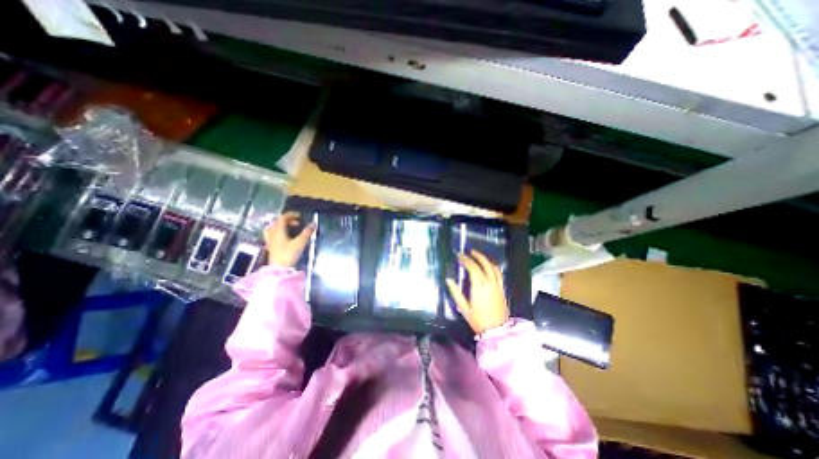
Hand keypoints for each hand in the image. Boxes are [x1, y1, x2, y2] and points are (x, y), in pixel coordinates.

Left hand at [265, 211, 314, 268]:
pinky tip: (285, 237)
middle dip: (288, 220)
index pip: (282, 218)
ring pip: (274, 228)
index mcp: (278, 230)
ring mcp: (270, 240)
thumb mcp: (300, 243)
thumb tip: (313, 224)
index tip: (299, 215)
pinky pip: (273, 235)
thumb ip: (306, 233)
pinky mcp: (271, 246)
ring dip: (282, 226)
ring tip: (291, 228)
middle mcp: (272, 233)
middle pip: (277, 222)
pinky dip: (280, 232)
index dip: (291, 215)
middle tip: (297, 222)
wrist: (278, 269)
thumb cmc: (288, 254)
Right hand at [446, 250, 509, 335]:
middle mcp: (489, 282)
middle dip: (475, 256)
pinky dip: (493, 266)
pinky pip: (499, 273)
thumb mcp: (463, 307)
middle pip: (483, 263)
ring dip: (485, 258)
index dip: (465, 260)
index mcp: (479, 285)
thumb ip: (455, 292)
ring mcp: (497, 284)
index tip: (459, 256)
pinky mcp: (502, 288)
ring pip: (492, 266)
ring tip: (477, 255)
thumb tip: (449, 280)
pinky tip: (489, 265)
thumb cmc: (477, 320)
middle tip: (468, 252)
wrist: (496, 330)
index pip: (472, 267)